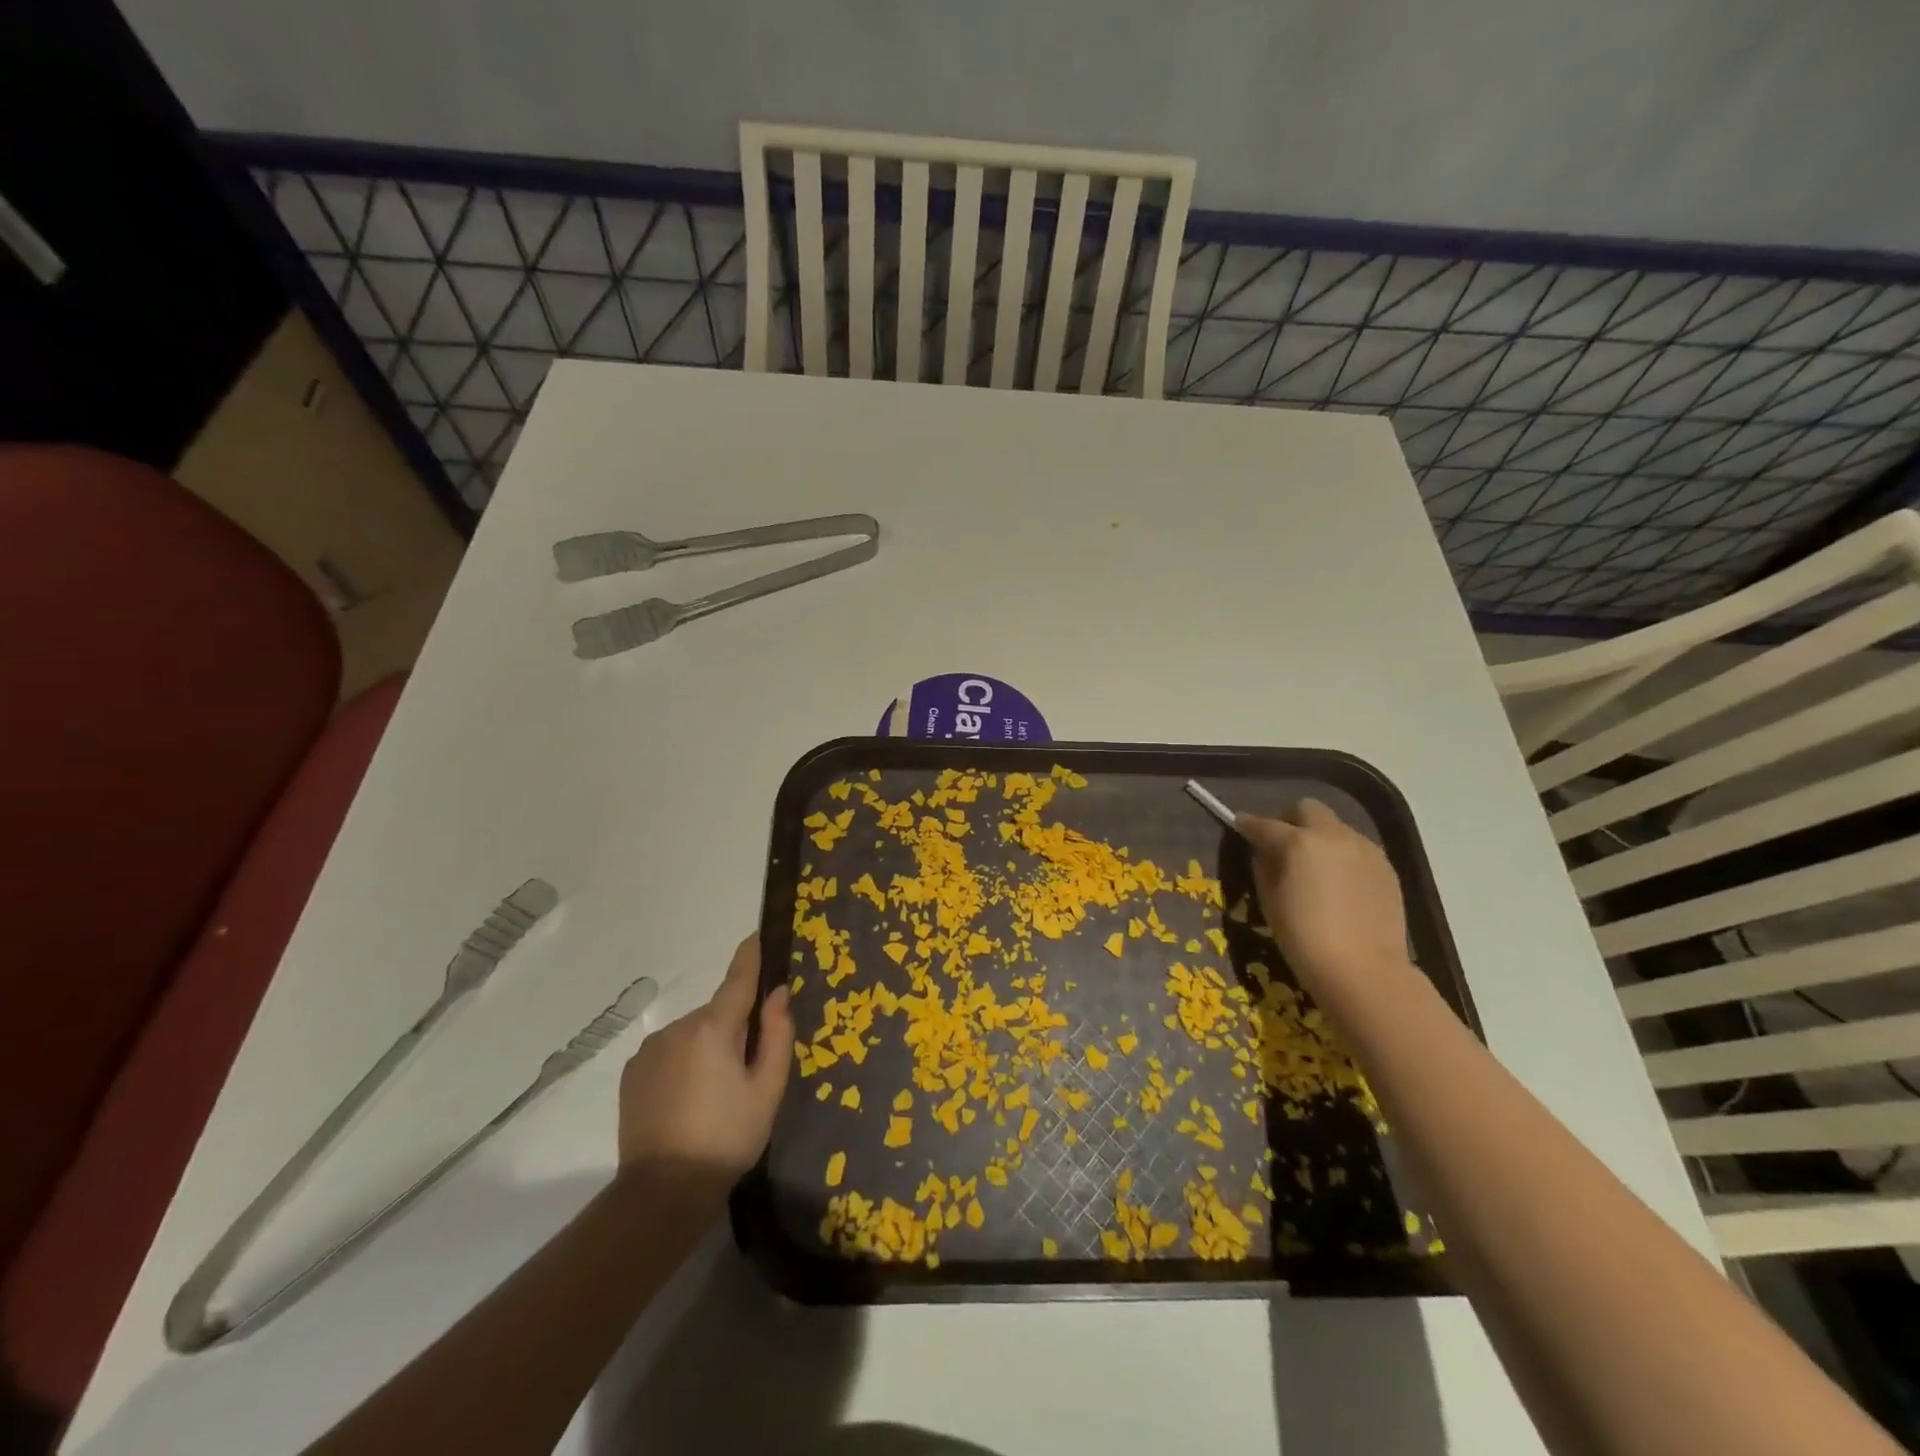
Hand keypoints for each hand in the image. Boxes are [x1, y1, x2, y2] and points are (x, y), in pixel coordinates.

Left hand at [615, 935, 794, 1185]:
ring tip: (715, 1092)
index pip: (738, 978)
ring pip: (693, 1033)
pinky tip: (688, 1099)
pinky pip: (670, 1051)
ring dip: (708, 1046)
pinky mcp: (633, 1072)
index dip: (751, 954)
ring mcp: (650, 1049)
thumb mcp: (767, 1088)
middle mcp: (678, 1027)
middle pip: (717, 1012)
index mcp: (713, 1028)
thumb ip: (776, 1034)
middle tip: (747, 1068)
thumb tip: (778, 992)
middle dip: (734, 1027)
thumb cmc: (728, 1137)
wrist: (662, 1192)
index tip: (759, 933)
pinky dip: (684, 1061)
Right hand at [1237, 799, 1409, 994]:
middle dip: (1290, 819)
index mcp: (1298, 843)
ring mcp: (1365, 849)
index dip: (1248, 824)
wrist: (1363, 971)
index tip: (1240, 825)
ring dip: (1319, 837)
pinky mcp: (1386, 867)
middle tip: (1282, 844)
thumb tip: (1265, 852)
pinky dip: (1342, 855)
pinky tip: (1339, 883)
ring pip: (1335, 827)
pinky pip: (1357, 848)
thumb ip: (1265, 867)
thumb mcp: (1270, 901)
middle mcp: (1333, 836)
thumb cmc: (1303, 938)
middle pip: (1307, 809)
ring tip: (1314, 867)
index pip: (1264, 824)